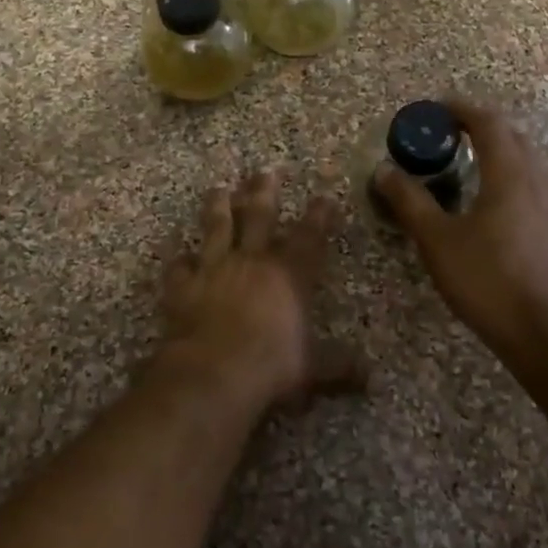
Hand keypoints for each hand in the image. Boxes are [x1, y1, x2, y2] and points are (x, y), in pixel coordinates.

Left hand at [160, 170, 363, 408]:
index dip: (319, 216)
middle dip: (264, 192)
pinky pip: (178, 266)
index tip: (324, 196)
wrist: (213, 373)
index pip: (309, 237)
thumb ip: (340, 366)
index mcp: (288, 275)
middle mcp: (251, 261)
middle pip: (259, 216)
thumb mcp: (314, 369)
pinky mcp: (183, 286)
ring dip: (218, 206)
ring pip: (216, 227)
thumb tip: (370, 377)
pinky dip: (178, 258)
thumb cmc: (271, 367)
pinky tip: (176, 250)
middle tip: (264, 171)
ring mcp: (213, 269)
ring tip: (218, 189)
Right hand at [376, 99, 547, 356]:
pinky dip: (511, 177)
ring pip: (527, 161)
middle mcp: (539, 180)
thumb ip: (410, 201)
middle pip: (512, 136)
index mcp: (510, 174)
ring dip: (498, 152)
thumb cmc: (487, 280)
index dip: (461, 109)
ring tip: (467, 166)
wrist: (547, 333)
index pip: (489, 122)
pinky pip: (535, 185)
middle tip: (447, 135)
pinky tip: (493, 205)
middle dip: (480, 127)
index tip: (436, 109)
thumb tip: (384, 170)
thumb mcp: (437, 240)